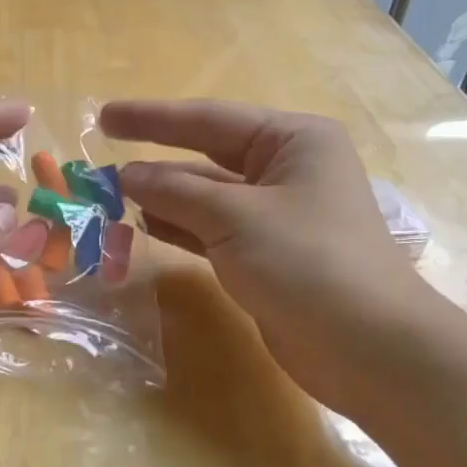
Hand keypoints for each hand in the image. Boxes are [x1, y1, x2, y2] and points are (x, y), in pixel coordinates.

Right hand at [99, 99, 430, 412]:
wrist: (368, 349)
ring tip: (111, 197)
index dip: (152, 118)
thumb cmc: (307, 262)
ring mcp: (277, 215)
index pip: (209, 119)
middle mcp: (286, 169)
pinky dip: (180, 227)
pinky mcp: (267, 255)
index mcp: (292, 140)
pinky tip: (144, 225)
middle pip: (207, 155)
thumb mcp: (235, 217)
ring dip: (163, 197)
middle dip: (155, 161)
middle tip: (99, 163)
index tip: (104, 117)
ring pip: (207, 196)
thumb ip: (175, 191)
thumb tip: (126, 175)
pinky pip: (213, 230)